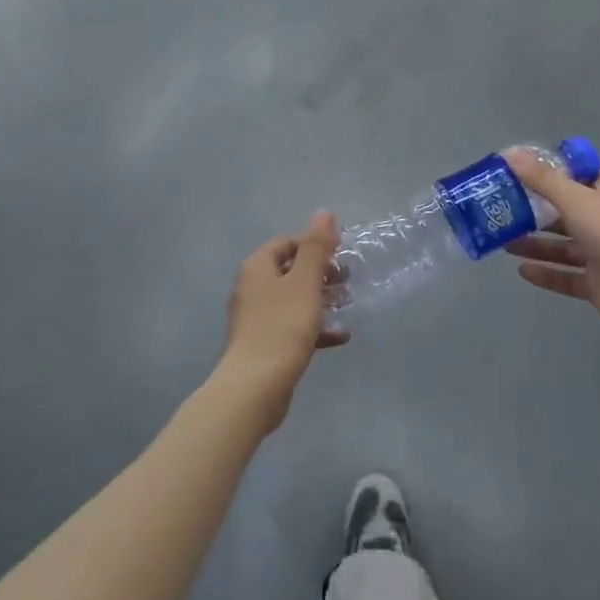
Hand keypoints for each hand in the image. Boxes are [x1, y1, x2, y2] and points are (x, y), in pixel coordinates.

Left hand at [220, 212, 345, 429]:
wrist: (256, 387)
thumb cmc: (282, 327)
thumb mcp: (305, 282)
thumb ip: (316, 247)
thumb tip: (325, 212)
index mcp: (257, 268)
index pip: (286, 243)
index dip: (313, 245)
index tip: (339, 257)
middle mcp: (252, 289)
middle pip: (289, 271)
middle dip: (320, 273)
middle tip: (347, 282)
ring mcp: (256, 318)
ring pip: (293, 299)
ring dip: (320, 300)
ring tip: (347, 305)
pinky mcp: (264, 345)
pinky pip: (292, 327)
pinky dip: (315, 328)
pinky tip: (340, 337)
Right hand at [504, 150, 599, 340]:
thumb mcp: (574, 198)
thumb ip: (541, 179)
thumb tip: (509, 153)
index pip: (580, 178)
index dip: (554, 174)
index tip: (524, 173)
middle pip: (565, 214)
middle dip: (536, 213)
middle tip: (504, 210)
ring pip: (562, 247)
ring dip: (535, 244)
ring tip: (505, 242)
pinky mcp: (596, 285)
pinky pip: (565, 277)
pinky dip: (545, 273)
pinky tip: (521, 271)